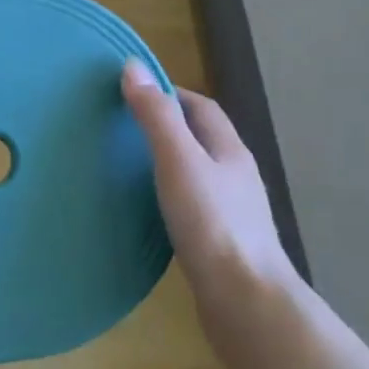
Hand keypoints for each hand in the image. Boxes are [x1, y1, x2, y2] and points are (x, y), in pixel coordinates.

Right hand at [121, 59, 296, 301]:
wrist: (245, 302)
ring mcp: (232, 213)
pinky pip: (192, 207)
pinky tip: (148, 212)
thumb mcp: (178, 161)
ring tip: (127, 166)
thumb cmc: (213, 224)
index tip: (133, 93)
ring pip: (197, 175)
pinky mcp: (221, 244)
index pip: (202, 108)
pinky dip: (169, 198)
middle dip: (167, 128)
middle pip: (201, 140)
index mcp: (230, 152)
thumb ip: (156, 117)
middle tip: (123, 128)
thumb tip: (133, 66)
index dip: (171, 94)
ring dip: (168, 164)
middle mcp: (235, 177)